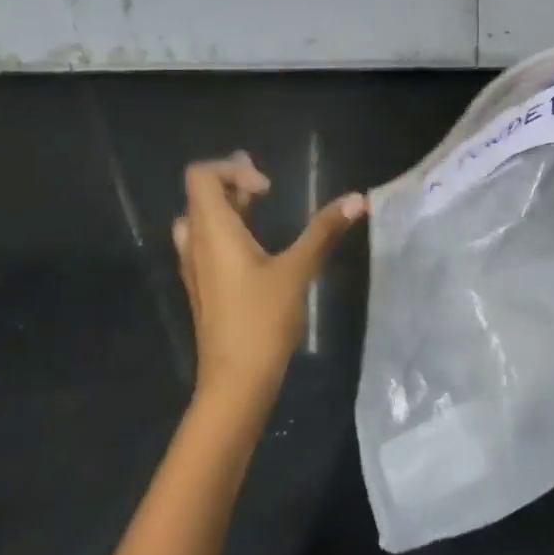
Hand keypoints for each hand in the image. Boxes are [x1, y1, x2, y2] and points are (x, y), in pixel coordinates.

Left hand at [171, 153, 366, 407]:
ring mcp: (195, 268)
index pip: (201, 176)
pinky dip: (225, 231)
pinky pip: (205, 244)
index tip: (269, 190)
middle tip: (266, 187)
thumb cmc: (261, 321)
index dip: (233, 170)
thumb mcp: (297, 271)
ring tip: (258, 206)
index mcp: (212, 231)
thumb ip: (323, 232)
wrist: (234, 384)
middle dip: (232, 183)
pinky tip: (255, 246)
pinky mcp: (204, 289)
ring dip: (227, 208)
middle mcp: (195, 243)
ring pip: (201, 221)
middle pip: (201, 196)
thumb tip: (358, 198)